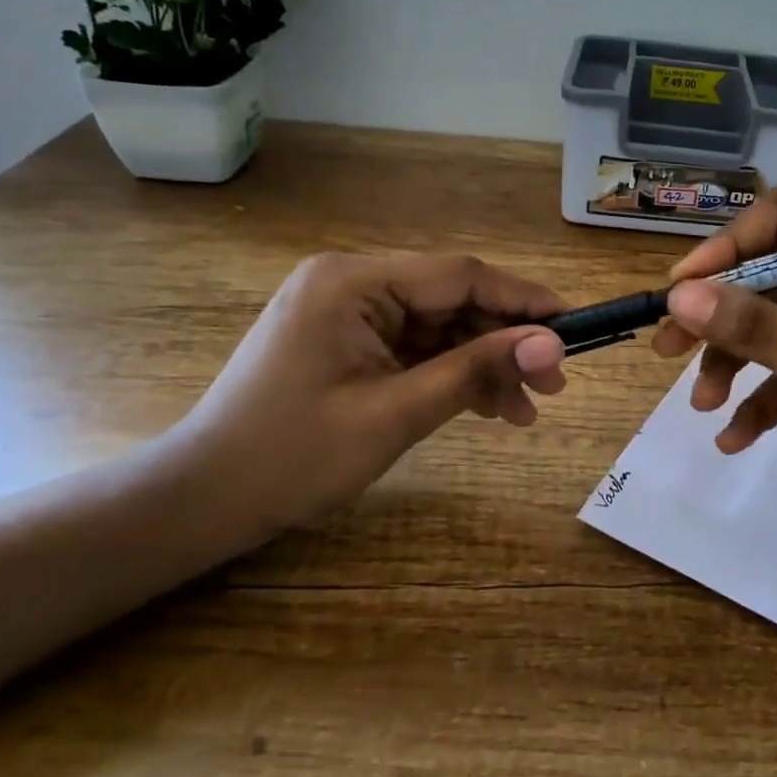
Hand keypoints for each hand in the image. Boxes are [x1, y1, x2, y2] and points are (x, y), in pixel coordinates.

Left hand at [168, 252, 566, 528]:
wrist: (203, 501)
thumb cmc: (292, 457)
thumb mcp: (395, 414)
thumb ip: (476, 371)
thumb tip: (553, 346)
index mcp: (352, 282)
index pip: (460, 275)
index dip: (522, 300)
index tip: (573, 328)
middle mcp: (351, 281)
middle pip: (452, 300)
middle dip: (504, 342)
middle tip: (552, 386)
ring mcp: (348, 311)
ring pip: (440, 326)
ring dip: (483, 364)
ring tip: (524, 410)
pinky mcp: (348, 340)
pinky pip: (416, 347)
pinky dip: (451, 374)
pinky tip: (485, 407)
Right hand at [651, 191, 776, 550]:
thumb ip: (759, 329)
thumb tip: (680, 295)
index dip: (732, 245)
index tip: (685, 286)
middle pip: (769, 282)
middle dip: (719, 317)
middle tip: (667, 347)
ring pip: (774, 333)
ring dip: (734, 365)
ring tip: (702, 404)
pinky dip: (762, 402)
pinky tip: (735, 439)